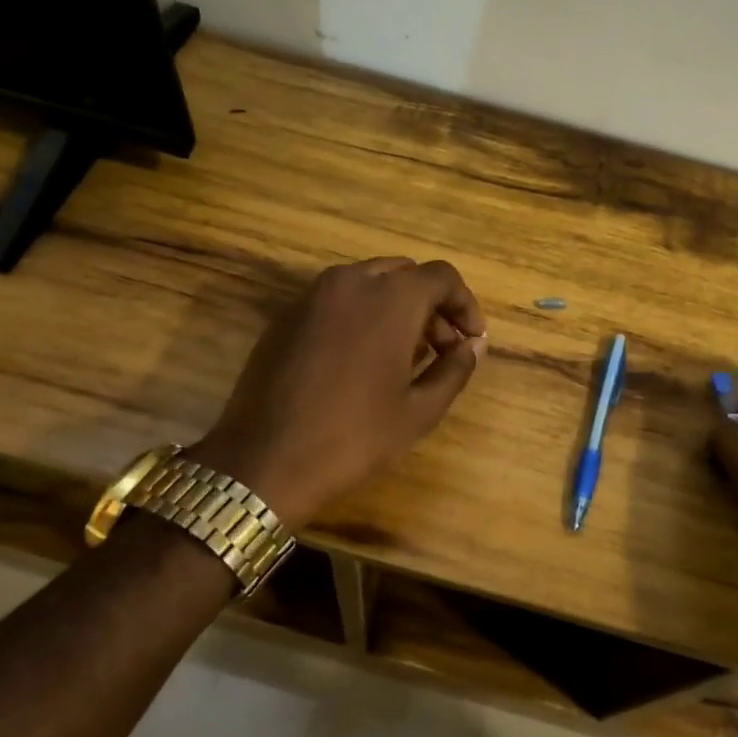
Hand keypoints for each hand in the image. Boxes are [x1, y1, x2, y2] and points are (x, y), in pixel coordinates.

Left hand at [187, 257, 487, 527]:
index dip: (464, 305)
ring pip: (370, 282)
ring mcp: (313, 296)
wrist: (264, 461)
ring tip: (404, 356)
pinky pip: (337, 300)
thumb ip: (455, 369)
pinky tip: (361, 359)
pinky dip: (362, 314)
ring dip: (396, 307)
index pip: (442, 277)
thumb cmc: (354, 437)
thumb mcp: (419, 410)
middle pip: (406, 275)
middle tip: (441, 349)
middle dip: (431, 305)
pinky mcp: (287, 315)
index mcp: (391, 298)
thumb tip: (473, 345)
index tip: (471, 340)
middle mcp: (352, 281)